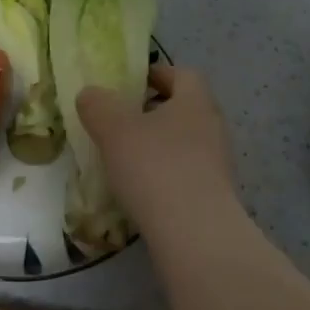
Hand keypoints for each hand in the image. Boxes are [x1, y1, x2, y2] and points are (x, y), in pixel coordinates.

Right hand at [77, 66, 235, 238]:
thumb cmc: (155, 167)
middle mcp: (212, 126)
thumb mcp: (114, 129)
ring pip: (186, 143)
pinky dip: (167, 176)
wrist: (196, 235)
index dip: (157, 75)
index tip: (131, 84)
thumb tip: (91, 94)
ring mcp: (218, 164)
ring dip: (160, 146)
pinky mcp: (216, 197)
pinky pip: (188, 175)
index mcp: (195, 100)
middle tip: (123, 122)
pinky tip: (144, 192)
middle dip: (155, 112)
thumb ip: (99, 106)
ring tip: (128, 160)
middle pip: (185, 108)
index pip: (182, 74)